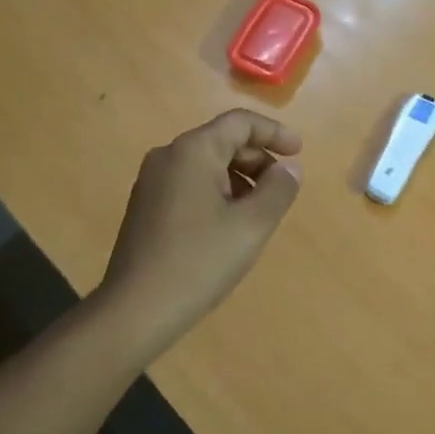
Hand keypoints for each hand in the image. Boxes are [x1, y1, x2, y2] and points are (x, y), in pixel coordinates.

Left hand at [96, 110, 302, 349]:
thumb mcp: (252, 225)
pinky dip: (218, 192)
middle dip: (258, 159)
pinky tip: (230, 226)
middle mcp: (168, 157)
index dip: (274, 132)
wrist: (135, 310)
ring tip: (260, 212)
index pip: (240, 122)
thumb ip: (278, 189)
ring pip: (207, 165)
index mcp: (193, 151)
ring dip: (240, 178)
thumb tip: (289, 168)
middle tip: (283, 188)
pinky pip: (191, 184)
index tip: (299, 153)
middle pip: (222, 141)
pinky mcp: (146, 207)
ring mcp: (152, 182)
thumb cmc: (199, 261)